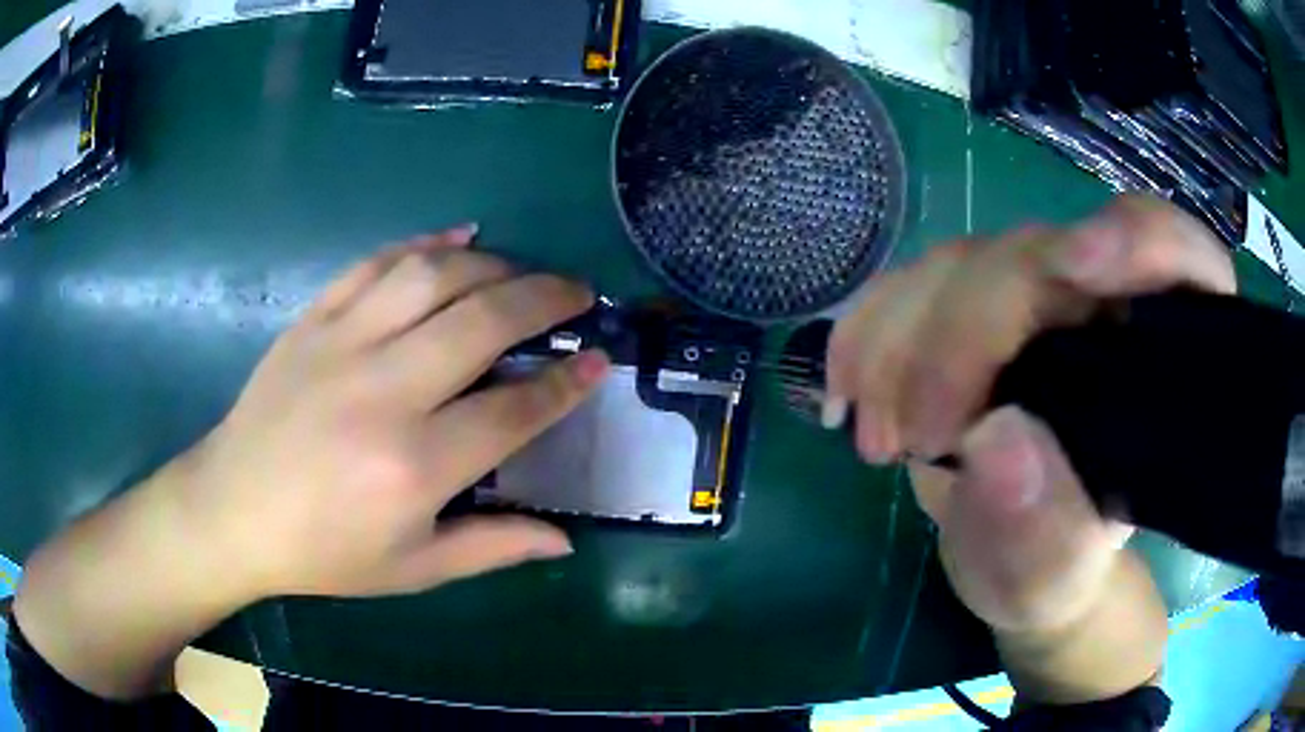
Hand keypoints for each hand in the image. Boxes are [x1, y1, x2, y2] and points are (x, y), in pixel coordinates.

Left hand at [173, 226, 608, 599]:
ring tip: (523, 272)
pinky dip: (424, 242)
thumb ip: (492, 547)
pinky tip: (458, 239)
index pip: (514, 409)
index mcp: (414, 466)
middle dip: (545, 298)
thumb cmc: (323, 552)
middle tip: (578, 292)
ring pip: (433, 275)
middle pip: (483, 320)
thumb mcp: (412, 569)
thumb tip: (566, 539)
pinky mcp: (313, 320)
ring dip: (493, 264)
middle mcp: (384, 392)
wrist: (233, 511)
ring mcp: (342, 344)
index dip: (566, 383)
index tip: (598, 361)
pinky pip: (376, 263)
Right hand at [827, 195, 1233, 634]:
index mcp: (1162, 357)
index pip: (1178, 257)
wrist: (1009, 556)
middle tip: (915, 434)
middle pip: (1038, 257)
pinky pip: (907, 284)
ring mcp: (1029, 294)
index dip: (1137, 240)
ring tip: (879, 439)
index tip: (1078, 268)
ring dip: (900, 343)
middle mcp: (1102, 303)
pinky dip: (866, 332)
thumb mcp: (1055, 576)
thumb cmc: (1053, 569)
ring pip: (961, 265)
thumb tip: (997, 441)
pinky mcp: (966, 304)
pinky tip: (847, 393)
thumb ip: (1046, 531)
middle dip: (965, 333)